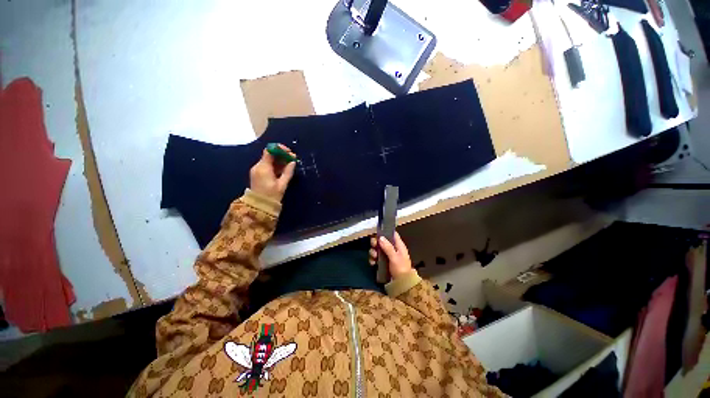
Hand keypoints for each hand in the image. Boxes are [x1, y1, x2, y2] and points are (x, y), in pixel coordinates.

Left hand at [249, 145, 295, 201]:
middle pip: (270, 155)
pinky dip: (276, 165)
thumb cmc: (272, 196)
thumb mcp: (282, 184)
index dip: (280, 149)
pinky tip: (283, 169)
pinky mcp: (258, 174)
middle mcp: (258, 166)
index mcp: (263, 167)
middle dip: (282, 155)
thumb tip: (293, 162)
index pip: (270, 151)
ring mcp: (257, 170)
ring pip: (269, 160)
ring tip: (290, 164)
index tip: (290, 152)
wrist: (259, 206)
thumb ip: (288, 172)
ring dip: (280, 160)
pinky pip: (267, 165)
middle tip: (293, 159)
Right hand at [368, 232, 412, 278]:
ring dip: (373, 252)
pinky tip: (373, 263)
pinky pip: (376, 258)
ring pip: (377, 249)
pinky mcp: (383, 263)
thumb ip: (388, 247)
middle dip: (376, 243)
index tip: (378, 232)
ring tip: (374, 257)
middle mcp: (392, 249)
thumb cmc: (401, 269)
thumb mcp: (395, 257)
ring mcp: (387, 256)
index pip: (393, 234)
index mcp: (398, 245)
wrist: (402, 285)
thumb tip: (380, 237)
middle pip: (382, 241)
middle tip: (373, 246)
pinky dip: (373, 259)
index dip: (386, 231)